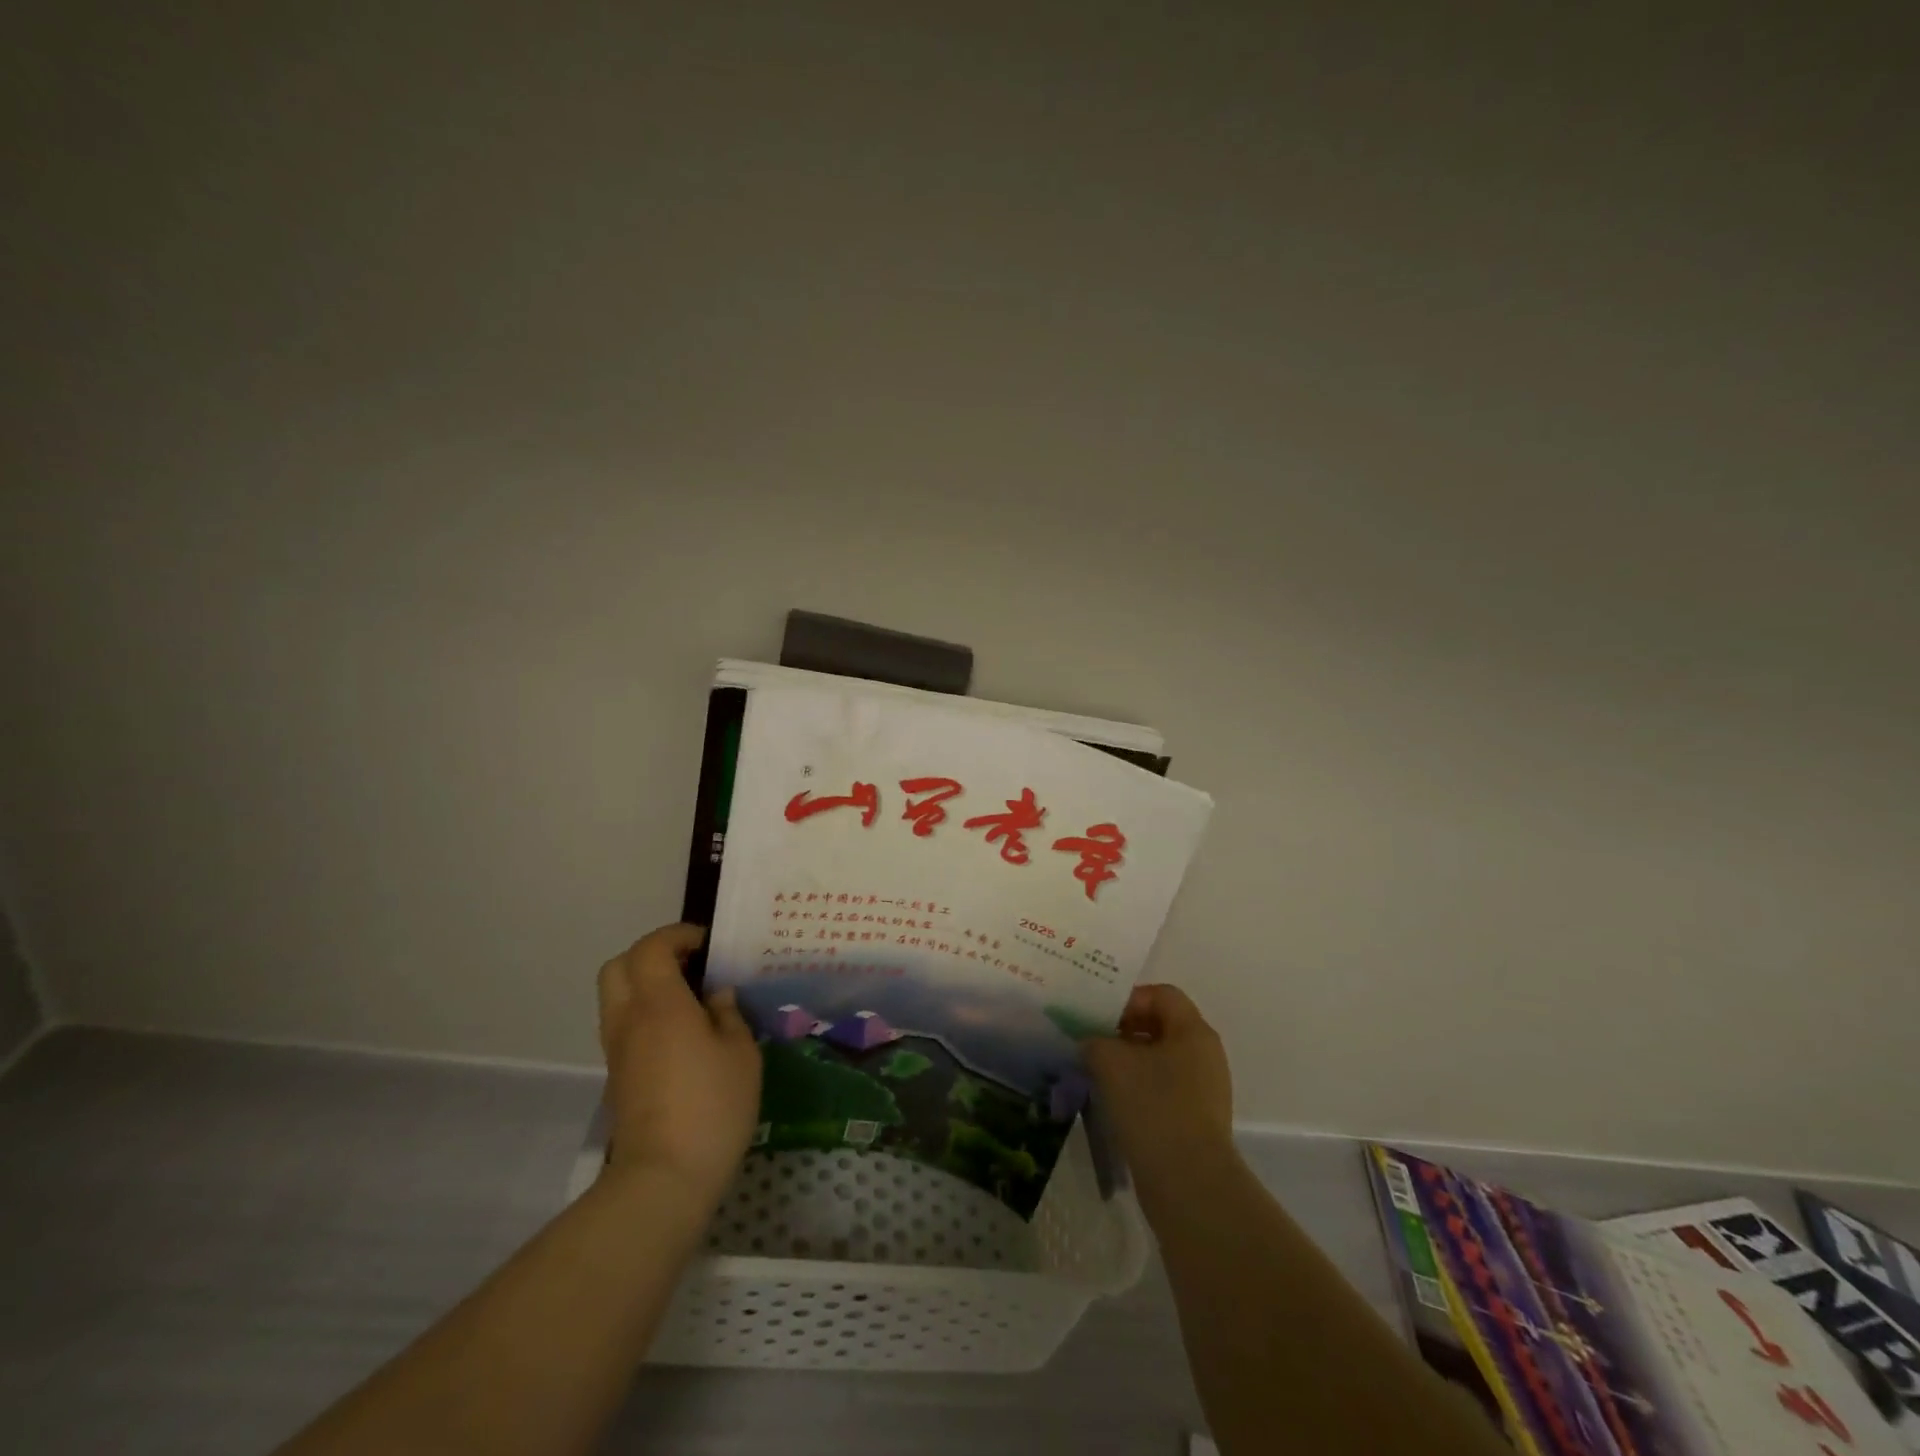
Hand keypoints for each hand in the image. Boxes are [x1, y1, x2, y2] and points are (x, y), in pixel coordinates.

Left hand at [596, 924, 761, 1208]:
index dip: (677, 936)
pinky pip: (624, 1025)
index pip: (651, 948)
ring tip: (689, 998)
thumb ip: (728, 1014)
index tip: (708, 945)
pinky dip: (645, 1013)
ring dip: (646, 984)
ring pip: (617, 996)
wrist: (663, 1178)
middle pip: (619, 966)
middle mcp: (629, 1020)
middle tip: (689, 965)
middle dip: (652, 955)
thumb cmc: (712, 1106)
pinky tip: (682, 1033)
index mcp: (660, 1004)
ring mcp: (618, 1050)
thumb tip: (716, 996)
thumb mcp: (741, 1053)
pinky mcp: (618, 1077)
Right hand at [1082, 984, 1235, 1196]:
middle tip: (1091, 1043)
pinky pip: (1163, 1091)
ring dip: (1127, 1064)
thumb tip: (1091, 1043)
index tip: (1098, 1018)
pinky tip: (1112, 1105)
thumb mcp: (1110, 1061)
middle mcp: (1205, 1055)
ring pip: (1159, 1062)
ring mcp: (1204, 1091)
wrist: (1188, 1183)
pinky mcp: (1196, 1122)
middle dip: (1123, 1032)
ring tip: (1096, 1075)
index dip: (1128, 999)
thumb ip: (1094, 1040)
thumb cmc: (1152, 1106)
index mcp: (1193, 1031)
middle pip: (1160, 1027)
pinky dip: (1137, 1091)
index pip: (1161, 995)